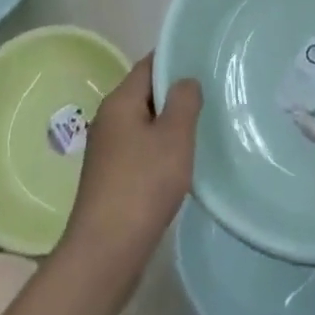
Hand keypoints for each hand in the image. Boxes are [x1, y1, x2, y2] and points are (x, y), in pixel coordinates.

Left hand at [62, 55, 201, 263]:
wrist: (104, 254)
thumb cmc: (142, 186)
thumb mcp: (174, 137)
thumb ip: (184, 101)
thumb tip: (185, 81)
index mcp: (119, 101)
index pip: (149, 65)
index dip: (175, 59)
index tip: (204, 61)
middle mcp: (108, 119)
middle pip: (145, 94)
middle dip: (175, 94)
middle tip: (209, 97)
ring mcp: (106, 151)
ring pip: (143, 124)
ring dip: (168, 126)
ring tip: (200, 130)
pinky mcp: (109, 179)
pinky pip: (139, 150)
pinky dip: (158, 151)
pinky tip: (178, 166)